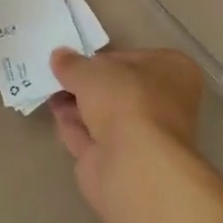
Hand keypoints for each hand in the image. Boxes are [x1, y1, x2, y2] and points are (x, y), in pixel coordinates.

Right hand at [49, 47, 203, 207]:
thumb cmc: (125, 101)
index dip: (102, 59)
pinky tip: (56, 117)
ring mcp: (146, 136)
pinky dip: (77, 127)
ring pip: (106, 115)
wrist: (134, 166)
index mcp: (173, 70)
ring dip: (78, 105)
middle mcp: (166, 102)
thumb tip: (59, 56)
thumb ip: (73, 64)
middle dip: (88, 85)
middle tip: (58, 76)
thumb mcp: (91, 71)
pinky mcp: (125, 162)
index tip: (76, 60)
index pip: (133, 58)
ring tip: (49, 92)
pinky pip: (96, 138)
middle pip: (118, 89)